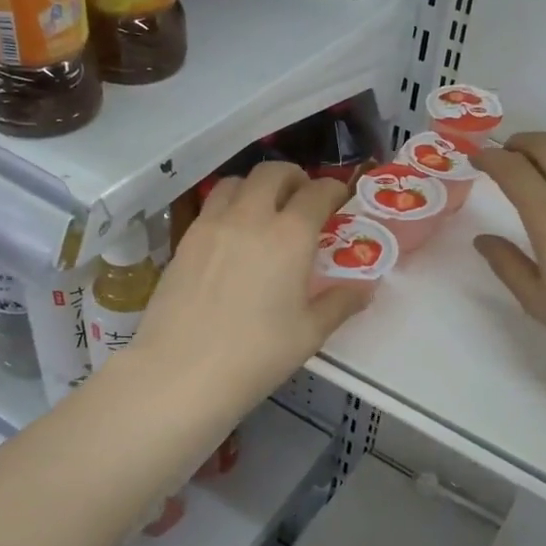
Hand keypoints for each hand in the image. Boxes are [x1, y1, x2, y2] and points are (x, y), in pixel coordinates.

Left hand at [130, 163, 370, 409]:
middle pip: (272, 172)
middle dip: (294, 177)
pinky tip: (233, 237)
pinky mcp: (184, 241)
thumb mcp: (309, 334)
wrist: (180, 372)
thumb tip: (364, 288)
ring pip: (236, 182)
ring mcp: (211, 225)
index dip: (333, 190)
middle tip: (303, 198)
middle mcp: (250, 217)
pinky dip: (229, 206)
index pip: (317, 193)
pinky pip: (211, 206)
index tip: (340, 199)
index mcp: (289, 235)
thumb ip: (340, 303)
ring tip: (264, 210)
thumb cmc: (255, 355)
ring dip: (257, 186)